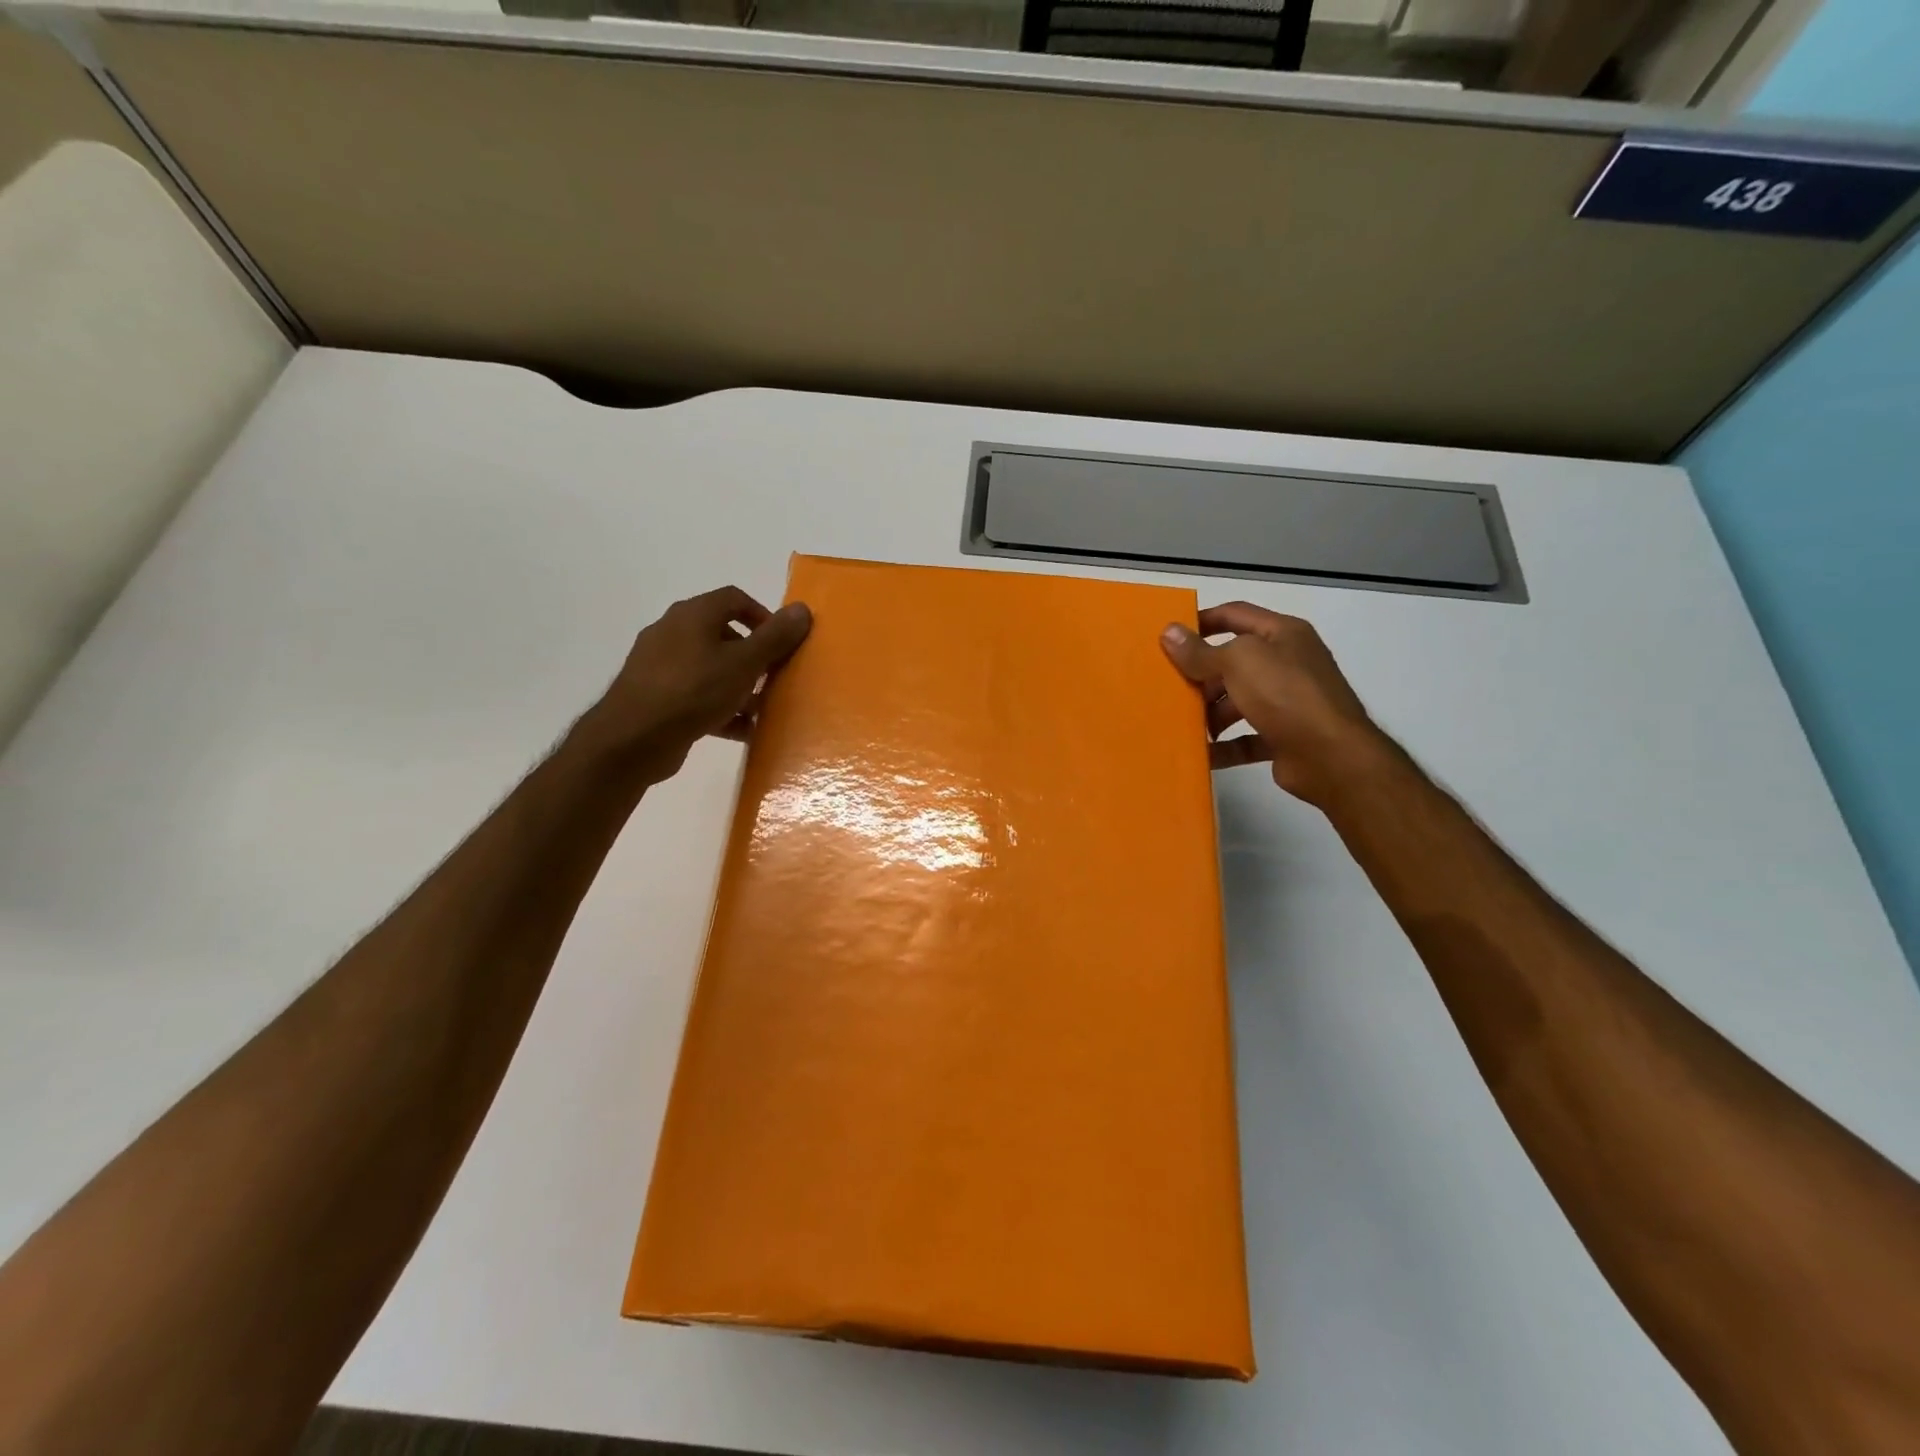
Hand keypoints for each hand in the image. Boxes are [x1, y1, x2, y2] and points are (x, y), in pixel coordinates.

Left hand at [585, 586, 811, 782]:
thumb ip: (774, 637)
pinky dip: (721, 709)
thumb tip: (803, 609)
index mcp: (693, 614)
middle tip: (775, 676)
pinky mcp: (657, 697)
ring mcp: (661, 666)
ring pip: (711, 668)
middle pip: (723, 634)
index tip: (783, 643)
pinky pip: (698, 696)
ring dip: (739, 685)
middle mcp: (674, 632)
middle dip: (754, 656)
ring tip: (762, 708)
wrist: (633, 739)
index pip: (734, 598)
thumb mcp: (743, 663)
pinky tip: (742, 730)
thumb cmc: (693, 691)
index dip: (764, 616)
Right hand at [1160, 603, 1386, 805]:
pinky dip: (1223, 746)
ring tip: (1182, 724)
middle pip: (1233, 662)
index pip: (1235, 614)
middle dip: (1201, 675)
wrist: (1332, 756)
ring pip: (1237, 701)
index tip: (1169, 636)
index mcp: (1282, 634)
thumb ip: (1201, 651)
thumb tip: (1168, 632)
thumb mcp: (1239, 662)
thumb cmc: (1286, 695)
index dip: (1202, 620)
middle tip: (1169, 687)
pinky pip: (1245, 738)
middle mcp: (1287, 663)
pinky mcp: (1284, 736)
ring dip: (1210, 713)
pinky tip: (1201, 754)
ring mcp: (1287, 702)